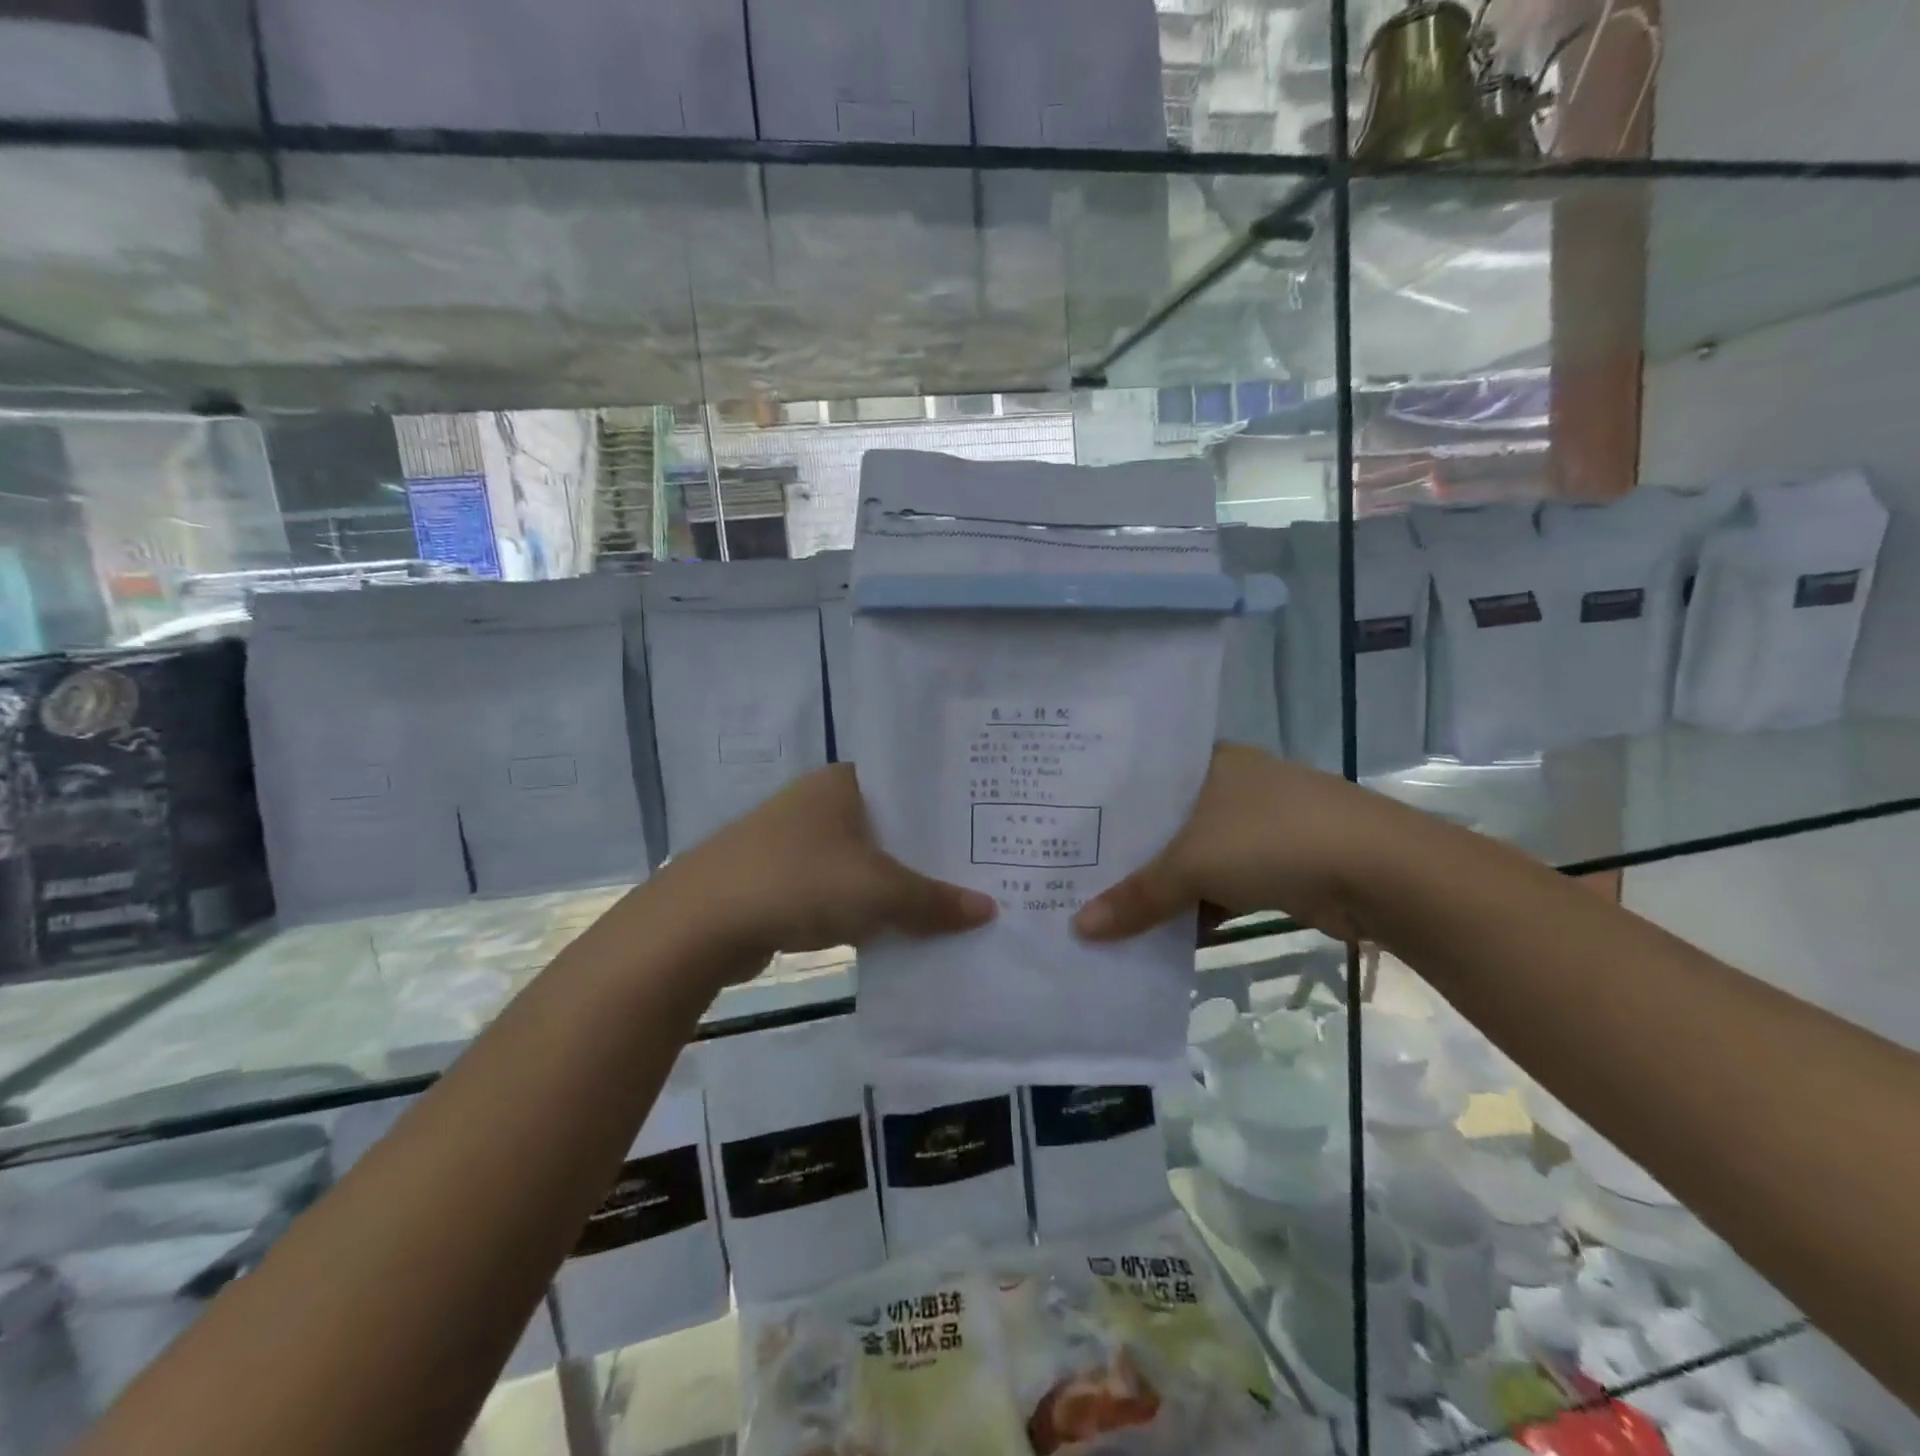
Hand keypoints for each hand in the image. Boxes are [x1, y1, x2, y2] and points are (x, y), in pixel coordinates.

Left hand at [659, 765, 994, 968]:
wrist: (699, 923)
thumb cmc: (799, 882)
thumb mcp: (879, 892)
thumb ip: (934, 900)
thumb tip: (989, 910)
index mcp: (841, 782)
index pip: (907, 782)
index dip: (943, 807)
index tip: (980, 831)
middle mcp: (816, 801)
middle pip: (886, 824)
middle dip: (923, 852)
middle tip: (975, 872)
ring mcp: (790, 840)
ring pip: (858, 858)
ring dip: (891, 883)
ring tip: (942, 902)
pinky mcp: (774, 878)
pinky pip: (833, 886)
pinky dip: (859, 904)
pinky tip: (888, 928)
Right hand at [1072, 744, 1402, 944]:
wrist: (1380, 872)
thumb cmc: (1272, 839)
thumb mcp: (1192, 864)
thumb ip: (1136, 897)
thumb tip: (1078, 930)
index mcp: (1209, 763)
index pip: (1143, 777)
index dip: (1106, 804)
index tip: (1067, 827)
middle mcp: (1230, 788)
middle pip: (1165, 823)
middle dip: (1129, 855)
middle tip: (1074, 874)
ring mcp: (1256, 828)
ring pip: (1192, 859)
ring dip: (1162, 889)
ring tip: (1105, 909)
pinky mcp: (1277, 867)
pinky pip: (1219, 887)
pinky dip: (1195, 910)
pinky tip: (1158, 935)